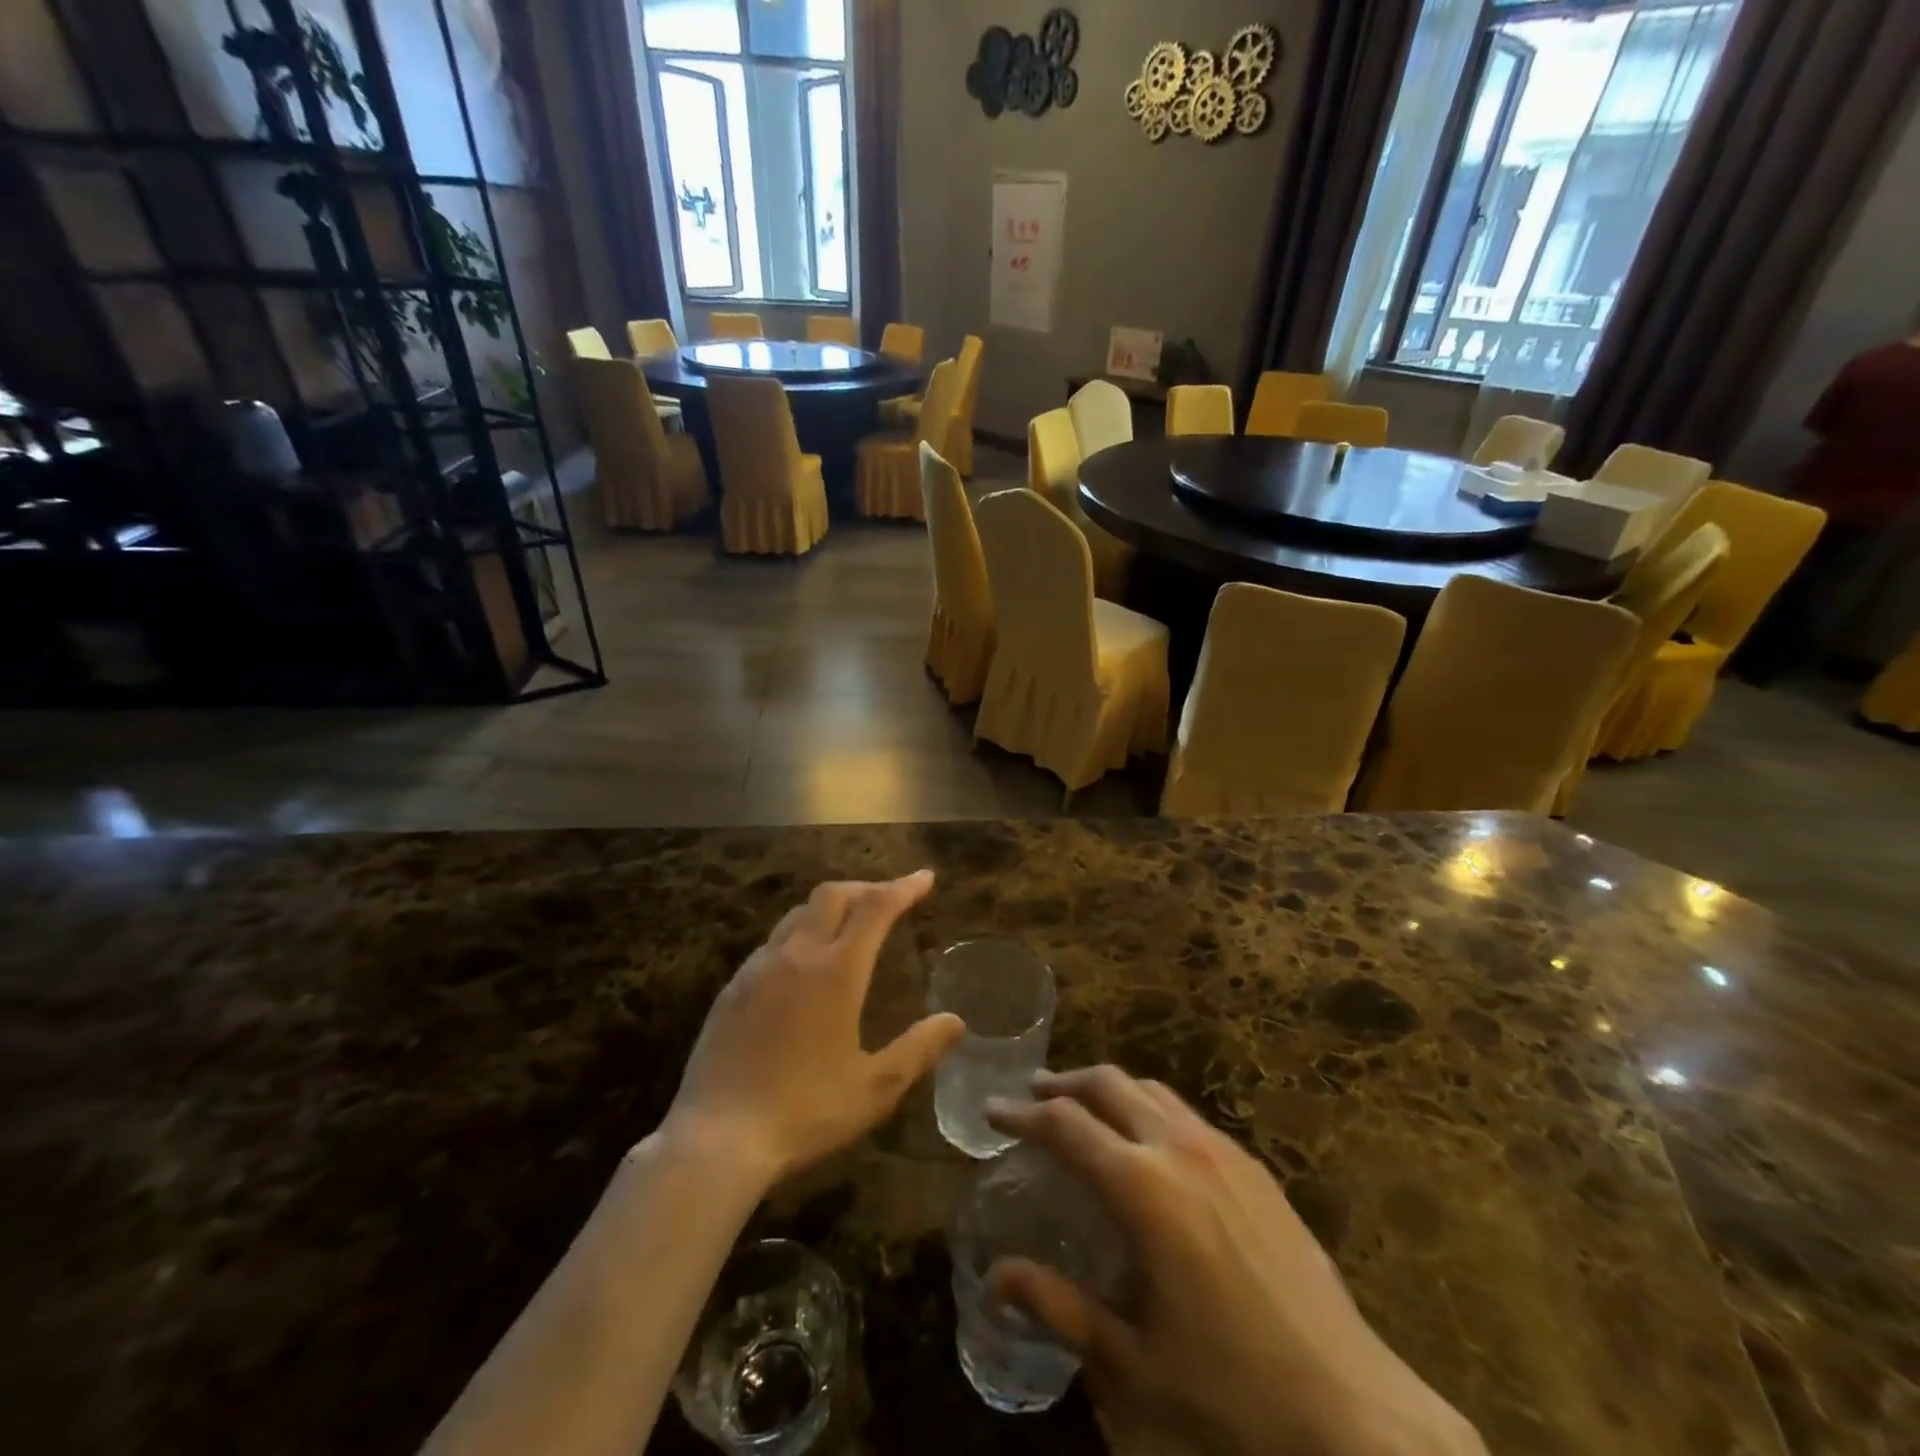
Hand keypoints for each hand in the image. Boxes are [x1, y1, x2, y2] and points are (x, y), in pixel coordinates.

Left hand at [663, 871, 964, 1184]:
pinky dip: (800, 934)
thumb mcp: (875, 1088)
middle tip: (889, 898)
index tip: (925, 878)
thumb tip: (955, 1021)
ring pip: (798, 914)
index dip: (904, 887)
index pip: (876, 908)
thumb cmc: (805, 1112)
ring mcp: (758, 968)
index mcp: (836, 971)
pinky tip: (803, 965)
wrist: (716, 1138)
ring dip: (831, 907)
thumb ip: (919, 1049)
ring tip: (850, 925)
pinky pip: (773, 942)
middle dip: (866, 888)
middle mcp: (796, 955)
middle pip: (833, 895)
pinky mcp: (732, 988)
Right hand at [987, 1069, 1484, 1455]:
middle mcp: (1180, 1149)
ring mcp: (1224, 1151)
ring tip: (1084, 1108)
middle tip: (1033, 1097)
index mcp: (1143, 1189)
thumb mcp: (1131, 1364)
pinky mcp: (1256, 1168)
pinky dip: (1149, 1108)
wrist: (1357, 1413)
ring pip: (1151, 1090)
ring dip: (1108, 1089)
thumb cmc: (1232, 1395)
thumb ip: (1059, 1308)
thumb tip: (996, 1277)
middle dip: (1064, 1084)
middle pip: (1108, 1085)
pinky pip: (1186, 1114)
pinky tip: (1148, 1142)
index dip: (1022, 1114)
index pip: (1065, 1126)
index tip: (992, 1111)